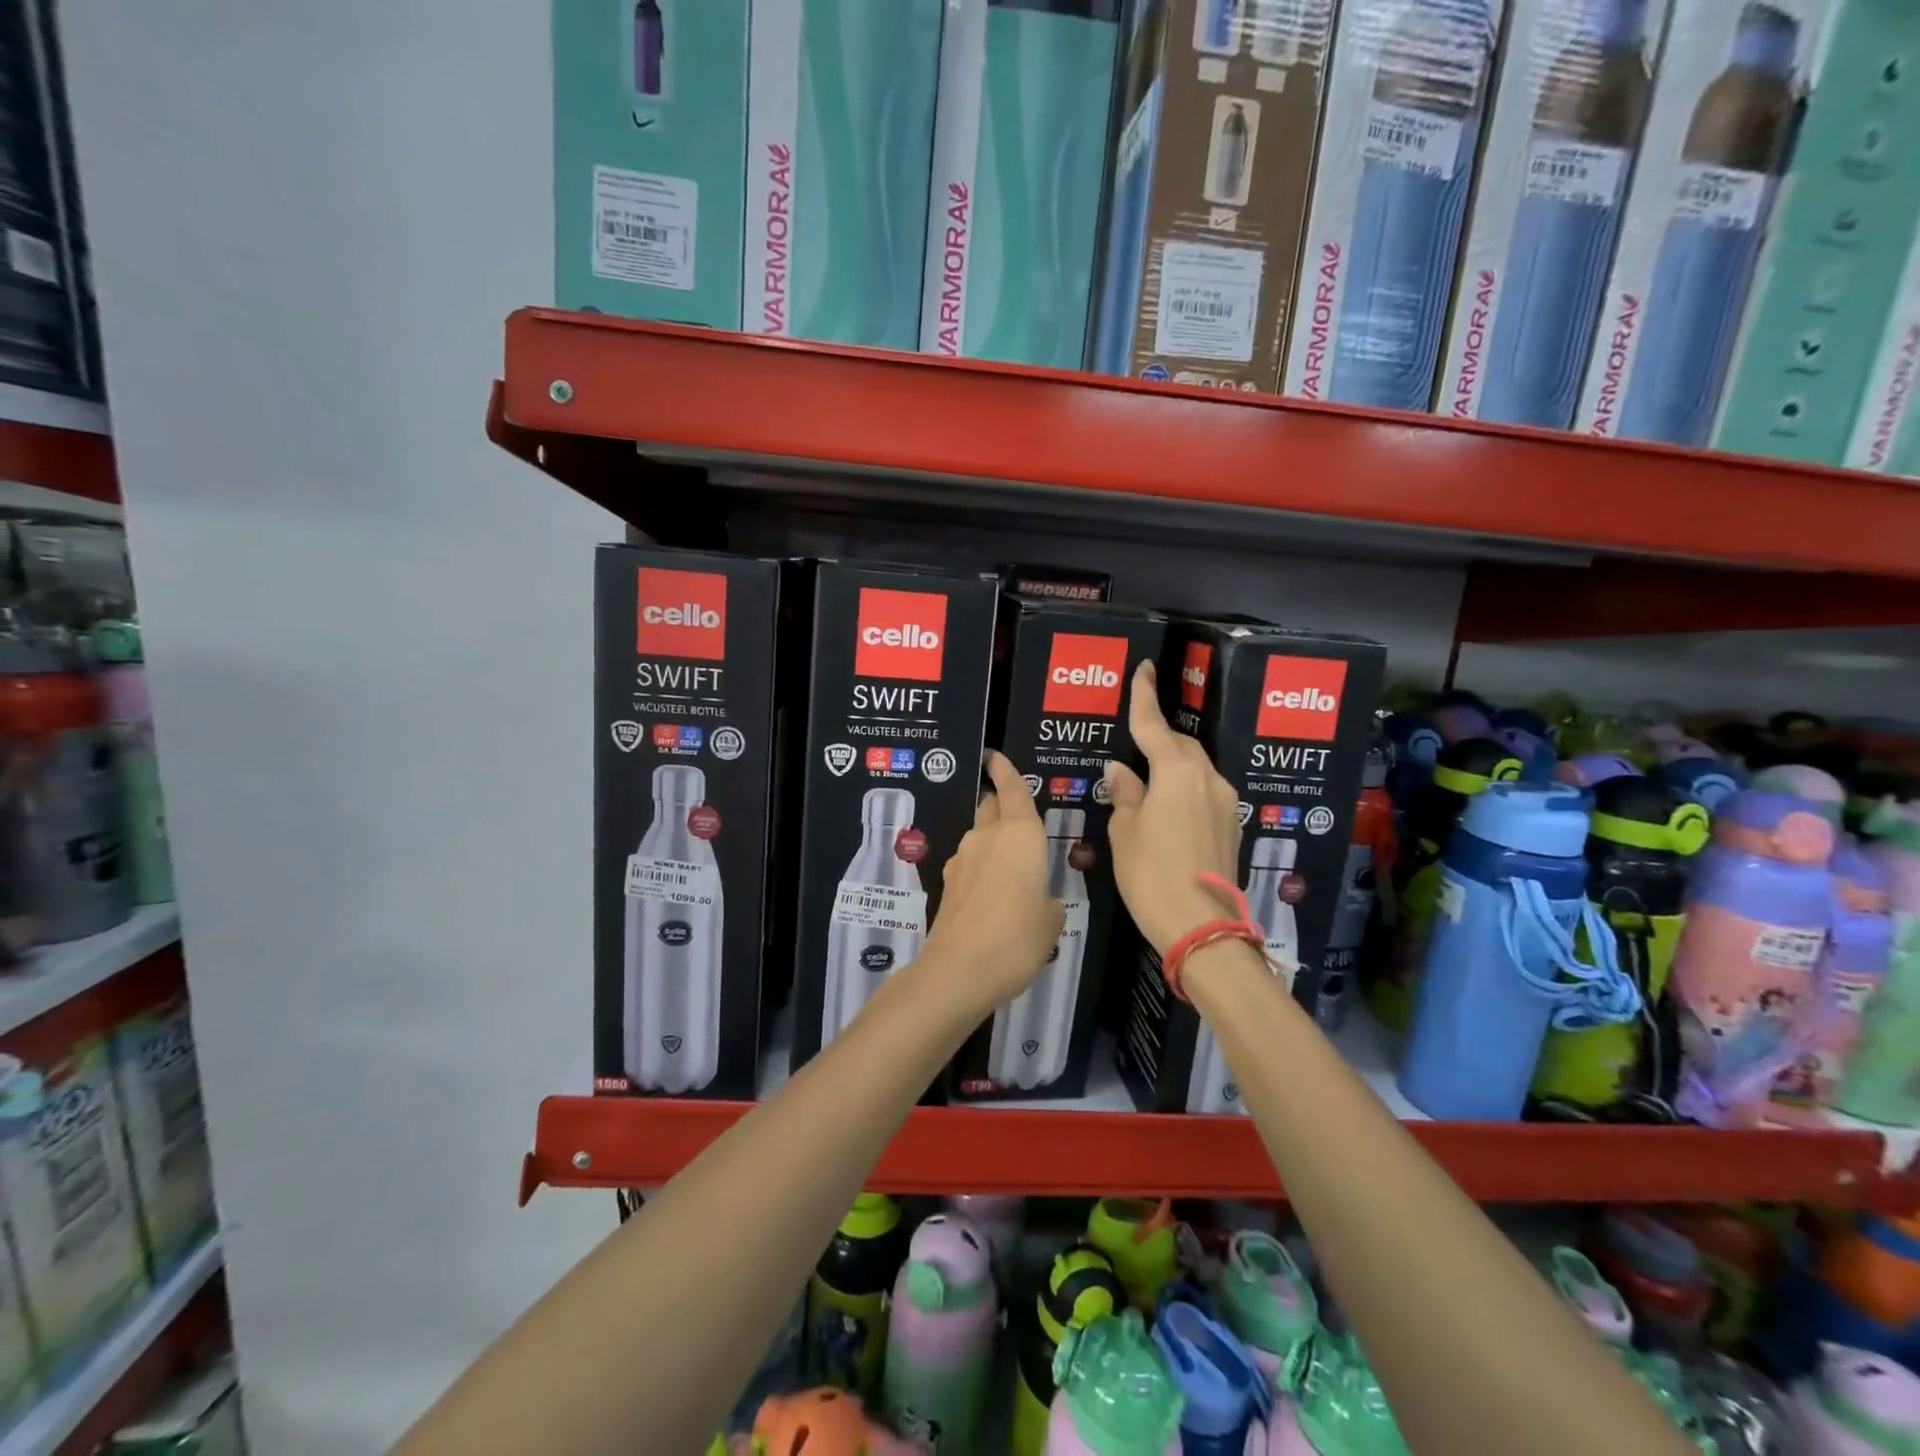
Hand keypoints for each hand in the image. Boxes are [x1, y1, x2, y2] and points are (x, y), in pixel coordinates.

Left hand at [921, 750, 1065, 1009]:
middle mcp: (987, 838)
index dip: (1004, 769)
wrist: (958, 971)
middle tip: (1015, 811)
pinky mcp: (948, 885)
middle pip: (991, 807)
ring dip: (991, 840)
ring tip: (1010, 864)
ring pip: (979, 836)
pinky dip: (981, 868)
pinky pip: (970, 864)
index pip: (1012, 789)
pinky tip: (993, 894)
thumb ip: (1046, 901)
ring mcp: (962, 860)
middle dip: (1000, 803)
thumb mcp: (1051, 921)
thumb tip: (1036, 900)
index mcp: (1019, 835)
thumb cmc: (1017, 938)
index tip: (994, 755)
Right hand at [1105, 661, 1242, 954]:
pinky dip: (1183, 786)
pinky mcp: (1230, 825)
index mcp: (1177, 772)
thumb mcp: (1124, 832)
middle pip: (1180, 744)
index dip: (1144, 696)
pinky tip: (1166, 802)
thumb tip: (1120, 770)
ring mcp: (1224, 803)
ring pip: (1195, 768)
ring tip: (1146, 770)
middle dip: (1159, 734)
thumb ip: (1125, 794)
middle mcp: (1208, 779)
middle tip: (1135, 732)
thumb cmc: (1151, 874)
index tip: (1144, 668)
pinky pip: (1203, 791)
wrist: (1202, 928)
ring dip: (1172, 762)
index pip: (1155, 724)